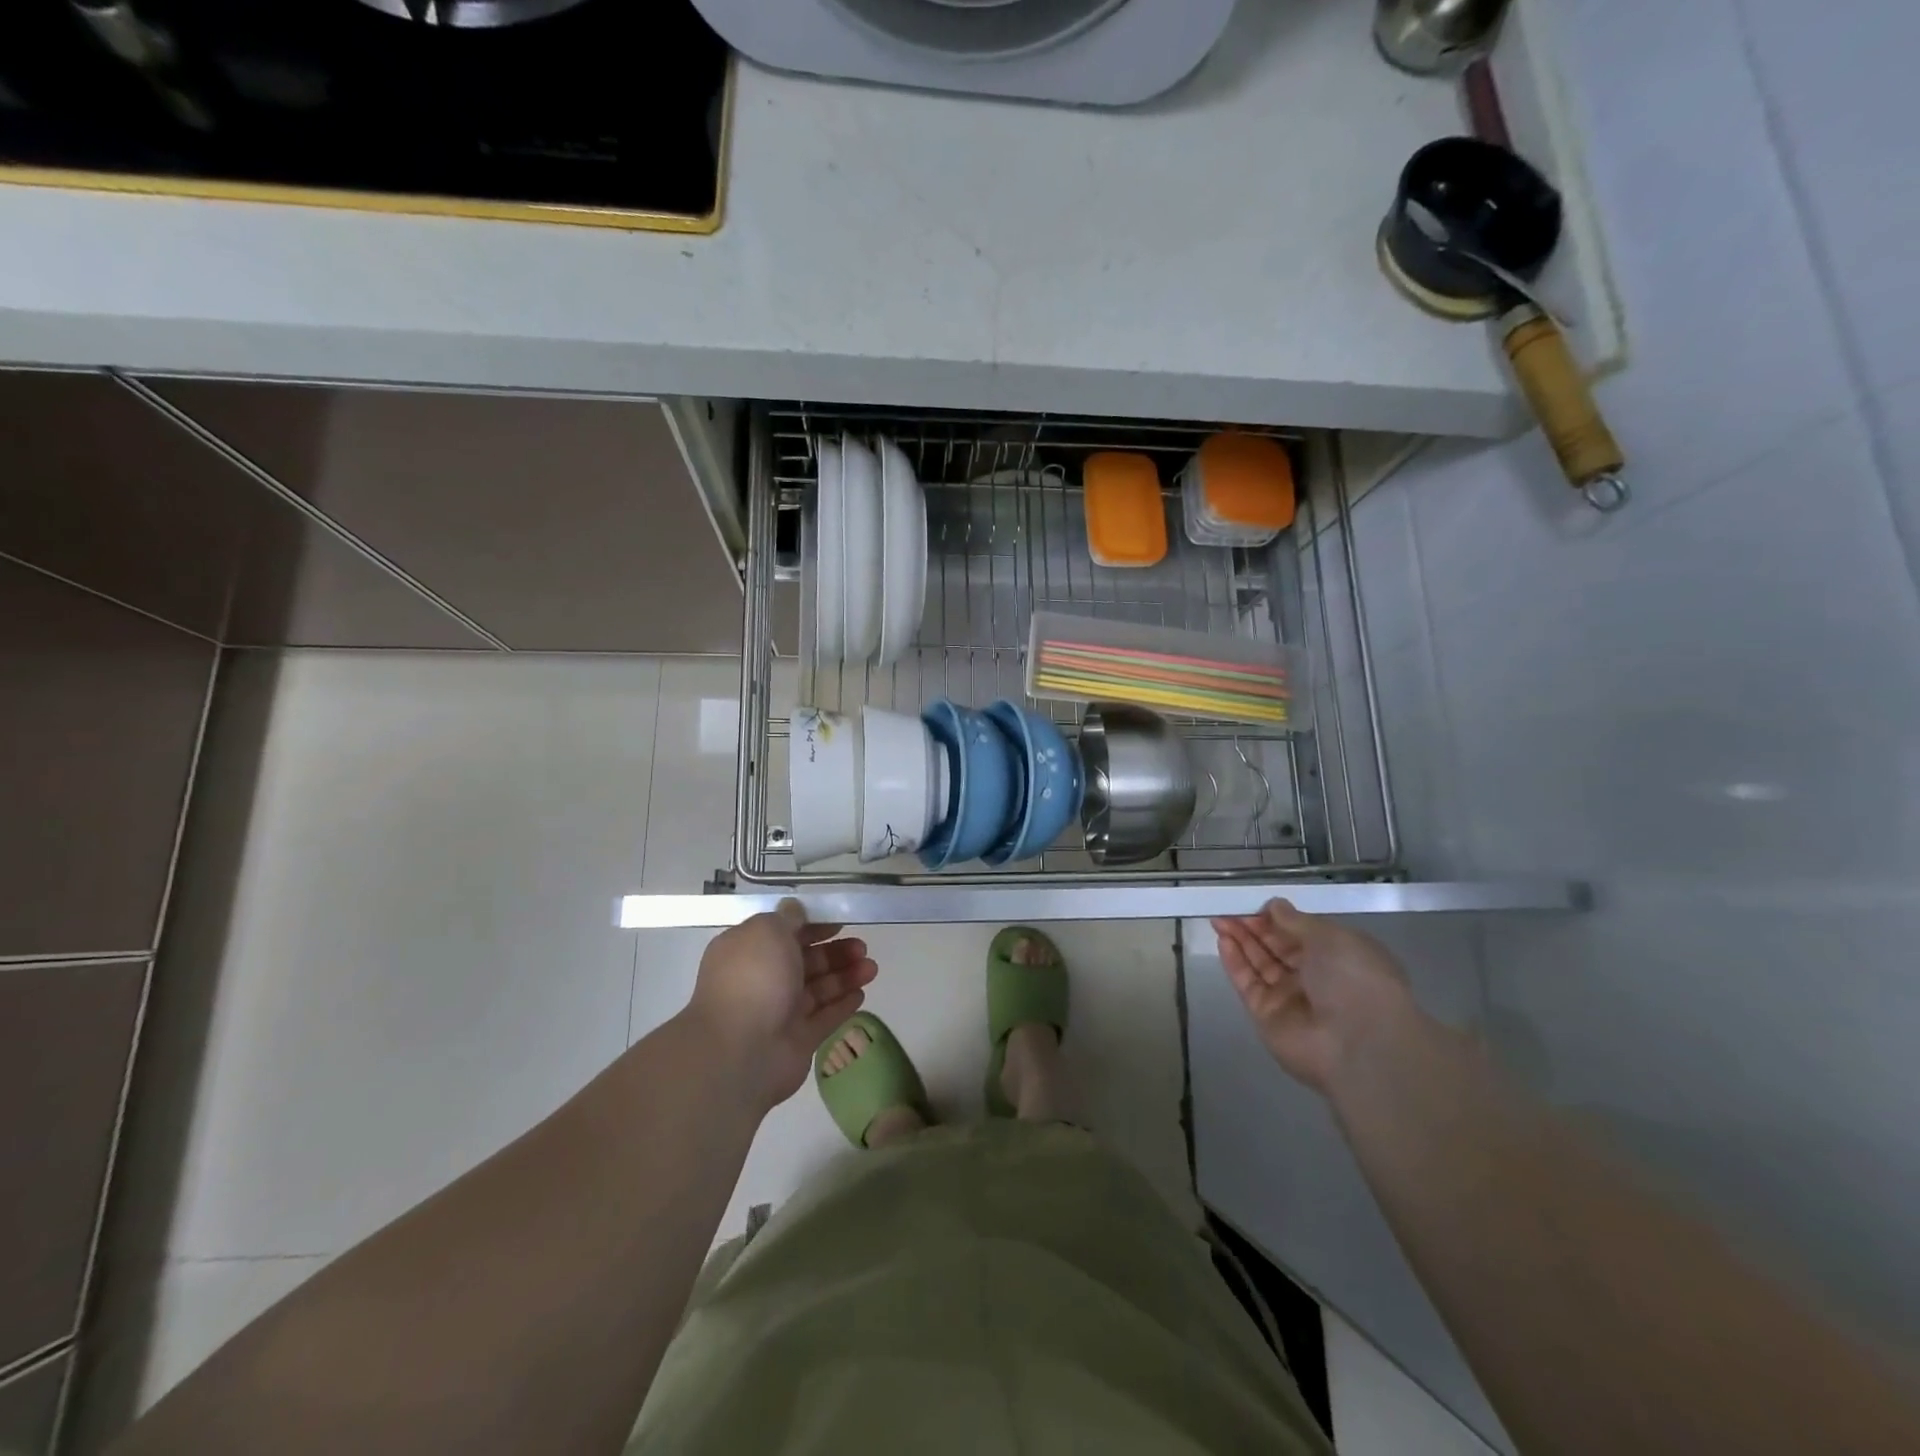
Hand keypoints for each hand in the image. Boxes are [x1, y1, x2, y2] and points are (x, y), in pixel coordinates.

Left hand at [687, 900, 877, 1111]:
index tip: (839, 921)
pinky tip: (862, 994)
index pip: (783, 933)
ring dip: (845, 976)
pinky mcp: (798, 1041)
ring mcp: (780, 1012)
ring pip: (819, 989)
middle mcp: (762, 980)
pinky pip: (825, 1018)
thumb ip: (786, 918)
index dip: (812, 925)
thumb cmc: (754, 978)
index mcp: (748, 952)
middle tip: (862, 946)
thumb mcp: (768, 931)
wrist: (741, 1051)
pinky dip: (842, 1005)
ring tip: (871, 968)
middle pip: (805, 961)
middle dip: (834, 952)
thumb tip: (794, 909)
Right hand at [1211, 900, 1414, 1093]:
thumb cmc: (1354, 980)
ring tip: (1218, 919)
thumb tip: (1274, 906)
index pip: (1302, 933)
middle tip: (1228, 909)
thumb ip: (1296, 920)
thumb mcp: (1331, 938)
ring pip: (1259, 963)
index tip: (1256, 905)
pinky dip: (1235, 962)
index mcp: (1339, 957)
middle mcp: (1315, 977)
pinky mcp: (1267, 1015)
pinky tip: (1223, 941)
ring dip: (1240, 939)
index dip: (1278, 918)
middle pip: (1277, 946)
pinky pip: (1248, 983)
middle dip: (1254, 926)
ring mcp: (1289, 997)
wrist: (1357, 1047)